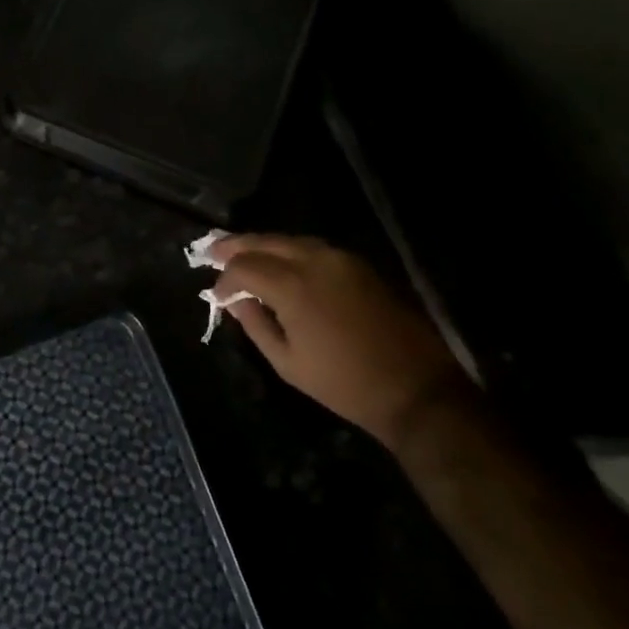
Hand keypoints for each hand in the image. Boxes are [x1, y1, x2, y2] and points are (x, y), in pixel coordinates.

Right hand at [211, 235, 470, 448]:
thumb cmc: (344, 384)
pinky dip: (290, 250)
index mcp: (293, 286)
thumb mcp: (288, 363)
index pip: (244, 266)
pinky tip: (281, 262)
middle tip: (214, 250)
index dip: (225, 278)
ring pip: (291, 240)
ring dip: (264, 245)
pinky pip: (314, 248)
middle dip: (237, 246)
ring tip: (243, 253)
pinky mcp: (359, 264)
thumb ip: (256, 325)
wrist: (415, 388)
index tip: (217, 295)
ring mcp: (341, 258)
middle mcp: (315, 260)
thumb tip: (236, 301)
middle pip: (265, 241)